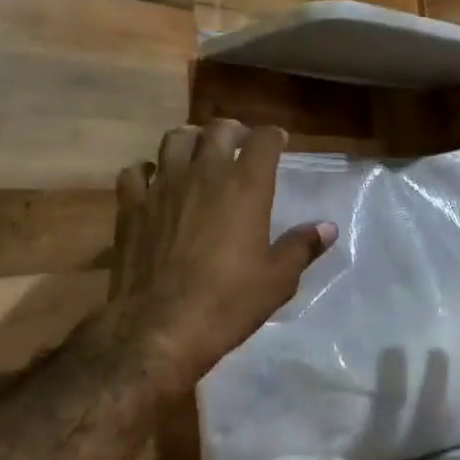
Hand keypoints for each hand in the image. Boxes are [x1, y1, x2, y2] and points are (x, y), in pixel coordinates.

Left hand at [109, 119, 336, 392]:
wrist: (158, 329)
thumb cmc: (227, 303)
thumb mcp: (277, 280)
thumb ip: (302, 246)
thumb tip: (327, 227)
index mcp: (246, 186)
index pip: (264, 140)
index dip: (273, 137)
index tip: (278, 142)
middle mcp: (205, 173)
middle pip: (219, 130)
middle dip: (233, 131)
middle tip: (239, 144)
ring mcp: (164, 186)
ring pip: (175, 140)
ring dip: (191, 140)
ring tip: (197, 154)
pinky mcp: (132, 206)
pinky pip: (136, 171)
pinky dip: (147, 171)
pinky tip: (154, 183)